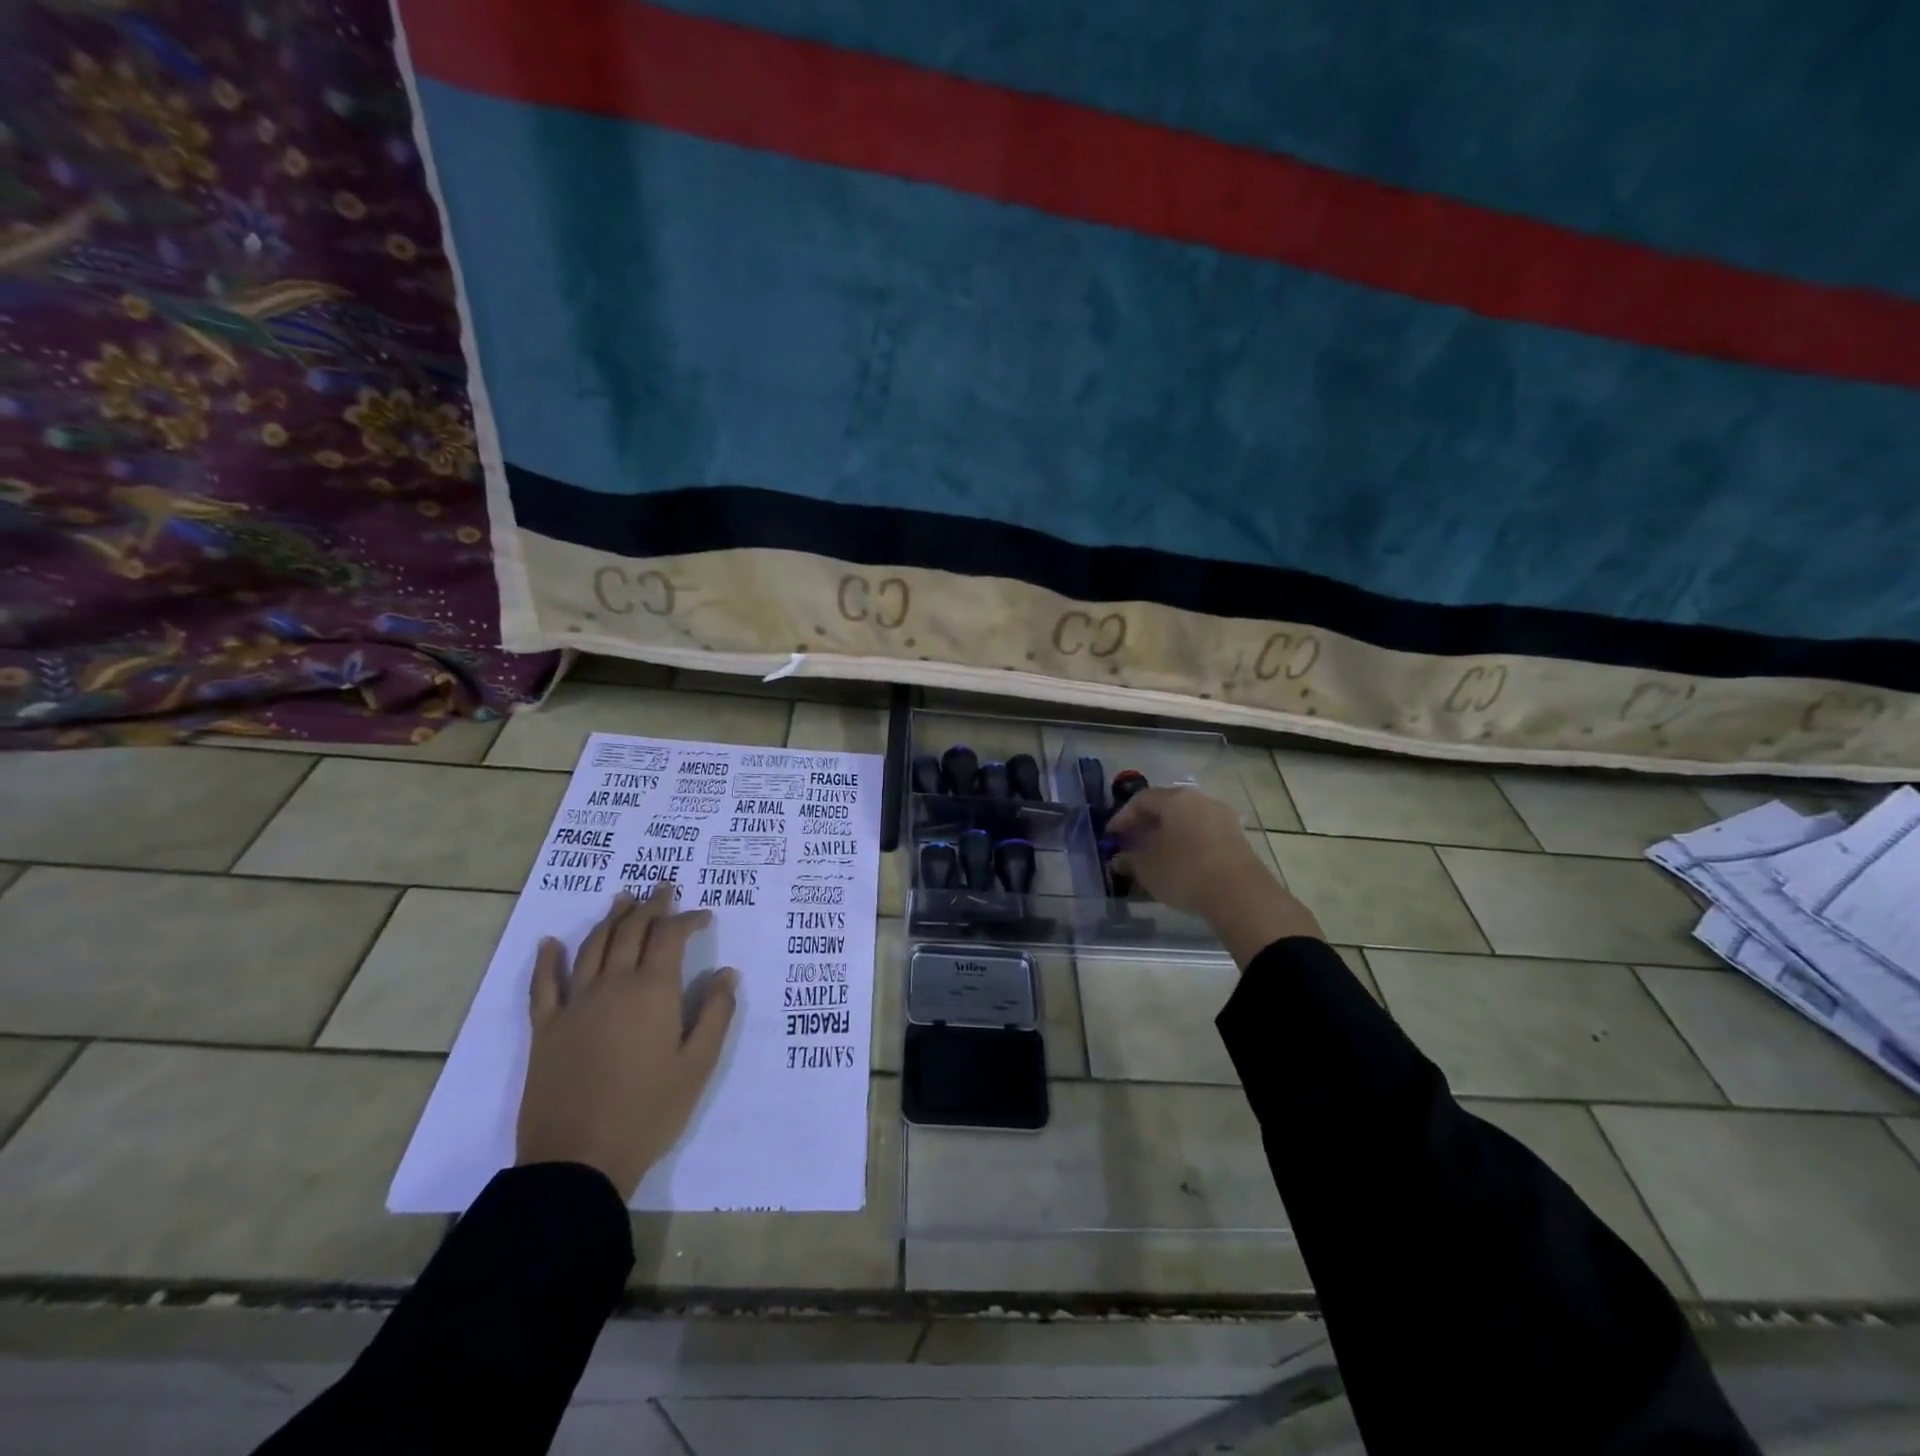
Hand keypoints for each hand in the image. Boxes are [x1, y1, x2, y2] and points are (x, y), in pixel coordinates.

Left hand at [515, 884, 738, 1197]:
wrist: (578, 1161)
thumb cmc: (649, 1113)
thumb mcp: (698, 1066)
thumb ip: (716, 1014)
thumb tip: (727, 973)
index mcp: (653, 992)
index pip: (670, 937)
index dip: (688, 919)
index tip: (704, 915)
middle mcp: (612, 985)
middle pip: (631, 931)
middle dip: (651, 906)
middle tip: (663, 889)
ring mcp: (574, 1004)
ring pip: (593, 946)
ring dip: (610, 919)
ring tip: (623, 899)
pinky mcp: (545, 1029)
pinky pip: (543, 985)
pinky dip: (547, 960)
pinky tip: (550, 943)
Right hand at [1107, 786, 1322, 966]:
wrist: (1241, 895)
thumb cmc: (1184, 871)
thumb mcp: (1147, 868)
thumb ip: (1129, 859)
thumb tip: (1120, 857)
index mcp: (1175, 798)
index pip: (1140, 800)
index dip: (1122, 817)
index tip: (1110, 837)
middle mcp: (1200, 800)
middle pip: (1166, 807)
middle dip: (1145, 825)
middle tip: (1130, 843)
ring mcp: (1222, 818)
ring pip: (1186, 821)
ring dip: (1167, 835)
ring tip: (1154, 856)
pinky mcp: (1237, 838)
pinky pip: (1202, 834)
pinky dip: (1186, 844)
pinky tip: (1179, 864)